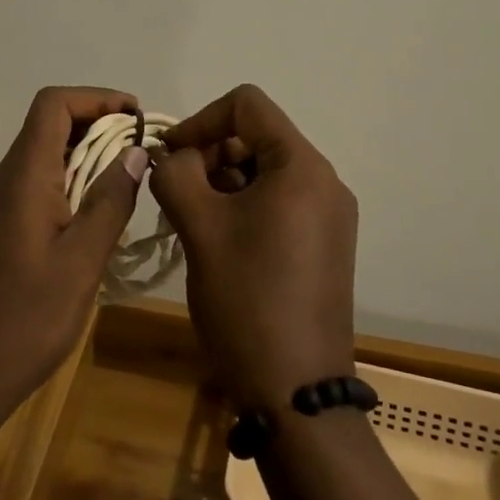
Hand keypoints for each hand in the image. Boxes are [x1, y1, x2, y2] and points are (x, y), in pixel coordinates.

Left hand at [0, 87, 148, 431]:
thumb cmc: (25, 320)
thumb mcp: (81, 262)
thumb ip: (110, 201)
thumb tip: (135, 152)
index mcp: (24, 176)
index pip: (53, 104)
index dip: (96, 97)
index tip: (136, 118)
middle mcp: (8, 179)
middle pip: (50, 124)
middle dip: (98, 124)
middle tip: (142, 150)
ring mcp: (2, 204)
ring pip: (47, 154)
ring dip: (88, 154)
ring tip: (131, 177)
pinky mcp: (3, 228)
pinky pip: (41, 183)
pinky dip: (74, 181)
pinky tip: (100, 213)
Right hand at [150, 84, 358, 413]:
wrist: (295, 394)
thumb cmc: (246, 298)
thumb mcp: (199, 227)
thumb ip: (175, 173)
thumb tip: (170, 155)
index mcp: (302, 167)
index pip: (247, 105)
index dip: (201, 120)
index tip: (170, 156)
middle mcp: (325, 182)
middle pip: (257, 137)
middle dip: (209, 155)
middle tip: (178, 194)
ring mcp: (329, 217)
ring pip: (264, 172)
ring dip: (222, 184)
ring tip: (192, 222)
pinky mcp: (324, 246)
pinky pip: (278, 203)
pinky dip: (242, 208)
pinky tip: (217, 242)